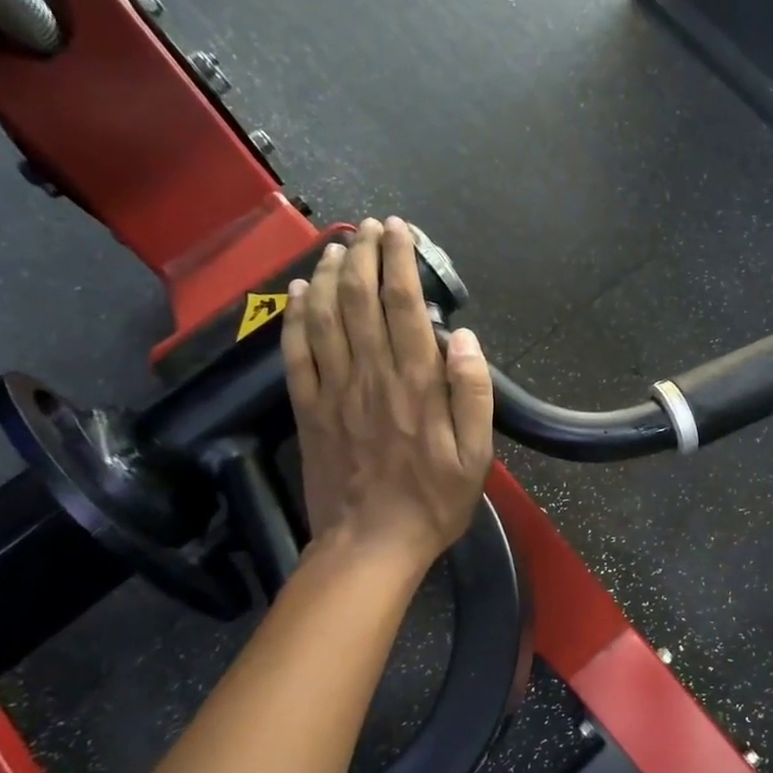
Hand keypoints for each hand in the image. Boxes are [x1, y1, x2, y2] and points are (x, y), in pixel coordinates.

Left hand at [282, 217, 493, 569]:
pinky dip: (295, 318)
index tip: (399, 232)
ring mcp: (333, 391)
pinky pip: (296, 354)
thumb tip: (462, 338)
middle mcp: (371, 377)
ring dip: (331, 276)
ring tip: (338, 246)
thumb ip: (472, 394)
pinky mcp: (308, 410)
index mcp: (416, 385)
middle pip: (362, 301)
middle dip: (366, 256)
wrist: (370, 545)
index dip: (400, 263)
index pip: (405, 308)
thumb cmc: (433, 502)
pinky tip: (300, 294)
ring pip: (326, 318)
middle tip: (369, 226)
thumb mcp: (476, 456)